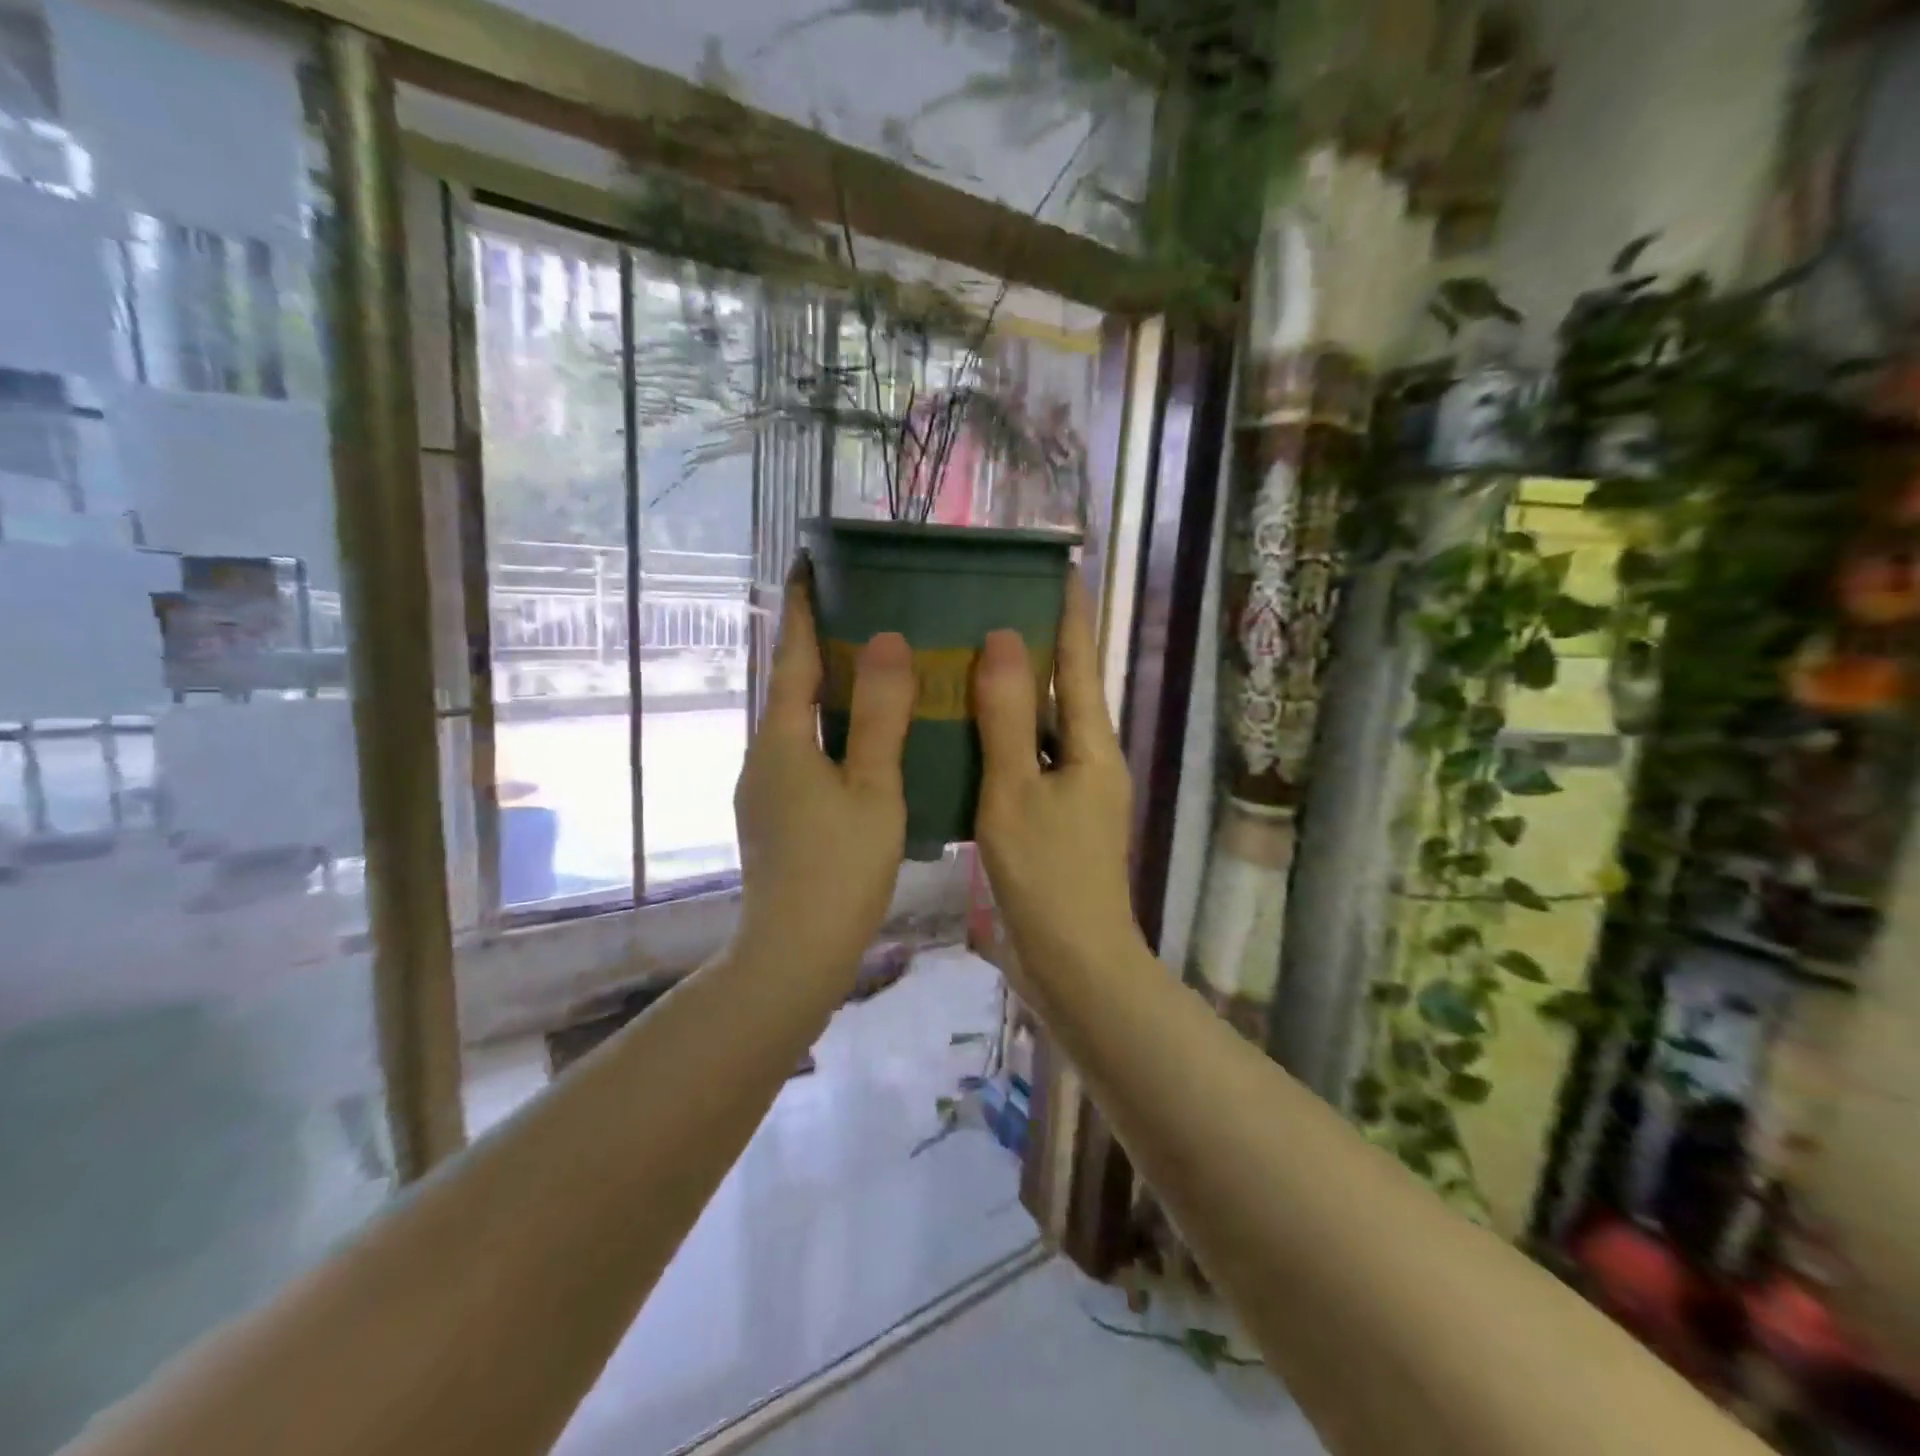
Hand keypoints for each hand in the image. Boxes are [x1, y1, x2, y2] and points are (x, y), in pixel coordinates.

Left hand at [733, 560, 912, 983]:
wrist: (794, 952)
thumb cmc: (839, 868)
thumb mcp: (873, 789)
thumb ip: (880, 716)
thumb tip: (886, 641)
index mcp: (782, 738)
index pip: (793, 656)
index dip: (802, 606)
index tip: (809, 561)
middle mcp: (764, 754)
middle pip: (792, 685)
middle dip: (818, 644)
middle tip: (861, 612)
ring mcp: (765, 787)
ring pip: (798, 722)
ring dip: (827, 691)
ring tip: (872, 671)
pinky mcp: (775, 814)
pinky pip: (804, 752)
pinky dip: (831, 730)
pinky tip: (864, 743)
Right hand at [973, 581, 1141, 974]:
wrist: (1074, 961)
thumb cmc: (1048, 875)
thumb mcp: (1017, 792)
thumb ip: (1010, 718)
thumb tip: (1004, 640)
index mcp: (1093, 745)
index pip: (1082, 660)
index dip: (1071, 612)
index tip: (1061, 566)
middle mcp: (1090, 759)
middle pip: (1067, 688)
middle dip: (1040, 644)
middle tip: (996, 602)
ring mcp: (1073, 789)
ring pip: (1044, 725)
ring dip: (1017, 690)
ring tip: (973, 653)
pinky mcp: (1053, 816)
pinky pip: (1028, 758)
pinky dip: (1004, 735)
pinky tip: (967, 728)